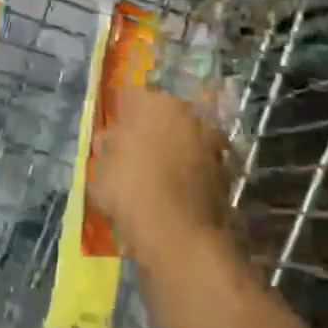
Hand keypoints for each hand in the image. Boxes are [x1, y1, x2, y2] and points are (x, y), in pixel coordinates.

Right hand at [89, 87, 233, 241]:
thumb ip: (108, 147)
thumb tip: (113, 140)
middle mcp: (185, 111)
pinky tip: (180, 191)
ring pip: (186, 137)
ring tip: (160, 175)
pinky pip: (202, 163)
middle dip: (152, 129)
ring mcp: (210, 139)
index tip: (113, 132)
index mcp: (151, 102)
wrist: (177, 231)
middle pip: (163, 114)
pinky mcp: (226, 167)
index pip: (131, 96)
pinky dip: (194, 172)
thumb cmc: (128, 189)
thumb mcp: (100, 167)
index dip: (121, 113)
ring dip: (176, 149)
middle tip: (136, 153)